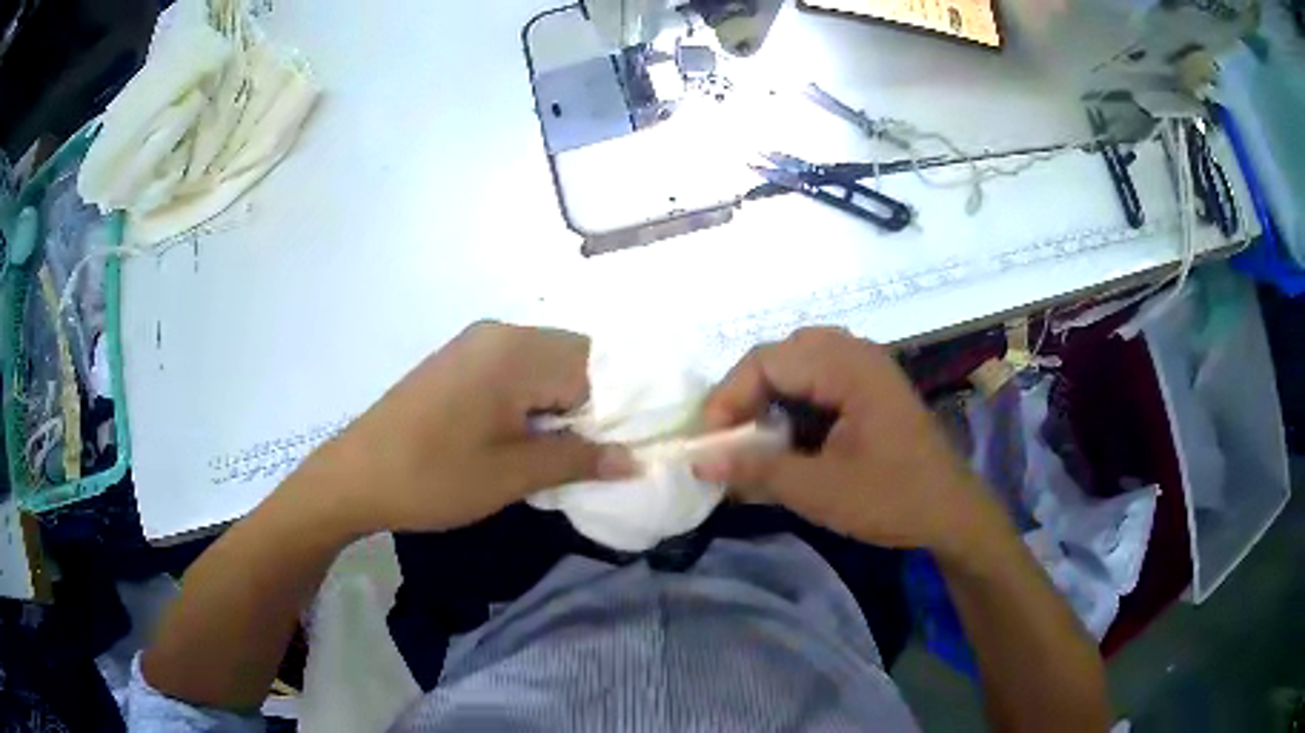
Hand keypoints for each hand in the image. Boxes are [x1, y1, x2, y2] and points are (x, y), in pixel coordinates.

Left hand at [304, 321, 631, 533]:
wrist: (355, 475)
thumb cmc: (432, 477)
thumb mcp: (511, 475)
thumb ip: (577, 460)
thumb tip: (635, 460)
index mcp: (516, 351)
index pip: (598, 367)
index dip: (618, 411)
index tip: (624, 452)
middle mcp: (500, 332)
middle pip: (574, 359)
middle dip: (592, 407)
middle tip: (593, 456)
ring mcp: (476, 343)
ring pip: (546, 365)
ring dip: (563, 405)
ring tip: (560, 451)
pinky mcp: (460, 360)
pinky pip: (517, 370)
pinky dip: (534, 399)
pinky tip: (525, 435)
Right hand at [694, 327, 1003, 555]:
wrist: (951, 513)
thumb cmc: (892, 499)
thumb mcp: (819, 490)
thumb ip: (756, 471)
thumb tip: (697, 460)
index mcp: (848, 368)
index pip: (767, 360)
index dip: (729, 397)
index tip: (710, 442)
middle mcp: (856, 354)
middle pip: (781, 354)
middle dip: (747, 393)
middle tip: (732, 437)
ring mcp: (866, 368)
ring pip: (798, 363)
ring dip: (770, 396)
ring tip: (755, 436)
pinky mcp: (870, 388)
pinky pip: (819, 377)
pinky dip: (793, 401)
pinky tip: (788, 435)